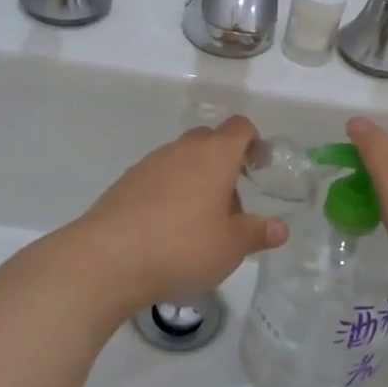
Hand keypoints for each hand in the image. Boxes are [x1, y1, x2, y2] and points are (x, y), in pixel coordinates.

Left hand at [60, 115, 286, 313]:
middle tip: (231, 202)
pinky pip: (157, 178)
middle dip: (224, 163)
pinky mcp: (124, 183)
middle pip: (209, 140)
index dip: (254, 142)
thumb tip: (280, 228)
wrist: (107, 259)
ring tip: (198, 222)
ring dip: (195, 180)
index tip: (259, 167)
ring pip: (181, 160)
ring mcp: (149, 164)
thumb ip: (258, 233)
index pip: (240, 127)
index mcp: (214, 155)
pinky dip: (168, 193)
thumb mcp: (231, 247)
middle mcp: (181, 150)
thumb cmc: (182, 247)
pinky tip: (166, 229)